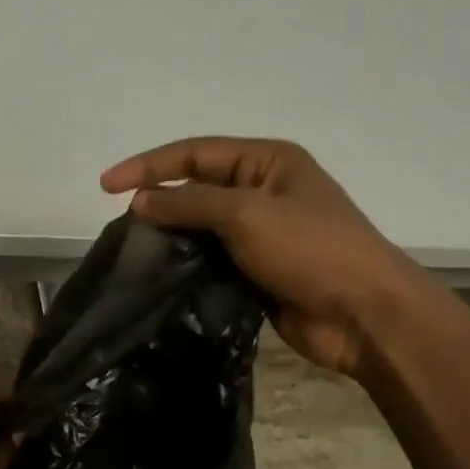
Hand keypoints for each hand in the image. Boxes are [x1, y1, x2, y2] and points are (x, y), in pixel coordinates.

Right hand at [100, 136, 430, 376]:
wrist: (363, 315)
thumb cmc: (311, 250)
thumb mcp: (246, 213)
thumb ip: (189, 203)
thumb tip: (140, 202)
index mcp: (267, 162)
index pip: (195, 153)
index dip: (148, 165)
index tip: (106, 186)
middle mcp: (262, 191)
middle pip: (196, 187)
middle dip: (158, 199)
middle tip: (121, 224)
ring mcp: (260, 234)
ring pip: (200, 227)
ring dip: (169, 236)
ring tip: (133, 252)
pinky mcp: (255, 271)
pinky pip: (210, 260)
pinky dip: (185, 265)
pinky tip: (158, 277)